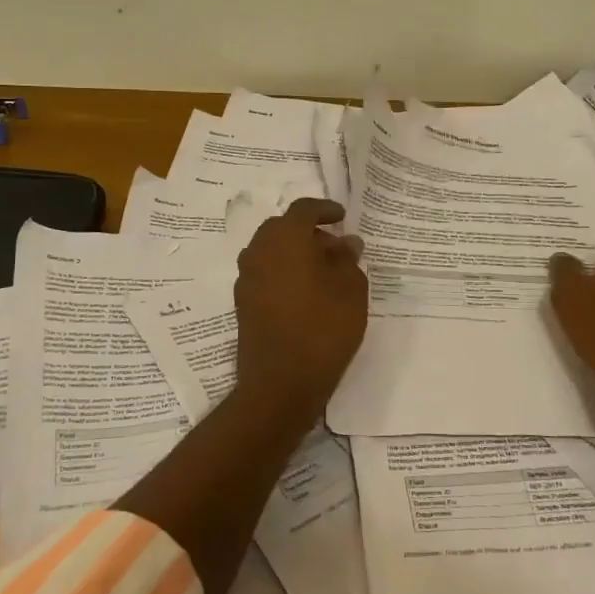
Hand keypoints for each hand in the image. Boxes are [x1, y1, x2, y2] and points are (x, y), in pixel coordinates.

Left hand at [234, 199, 369, 416]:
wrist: (280, 383)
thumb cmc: (323, 329)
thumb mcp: (351, 290)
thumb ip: (348, 260)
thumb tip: (345, 243)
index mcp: (285, 238)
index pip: (304, 209)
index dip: (325, 209)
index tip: (342, 217)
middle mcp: (259, 251)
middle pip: (283, 228)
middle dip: (309, 232)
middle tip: (336, 248)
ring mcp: (246, 278)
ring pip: (272, 251)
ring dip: (296, 253)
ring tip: (325, 273)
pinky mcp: (243, 303)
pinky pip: (266, 273)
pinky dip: (285, 272)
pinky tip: (307, 293)